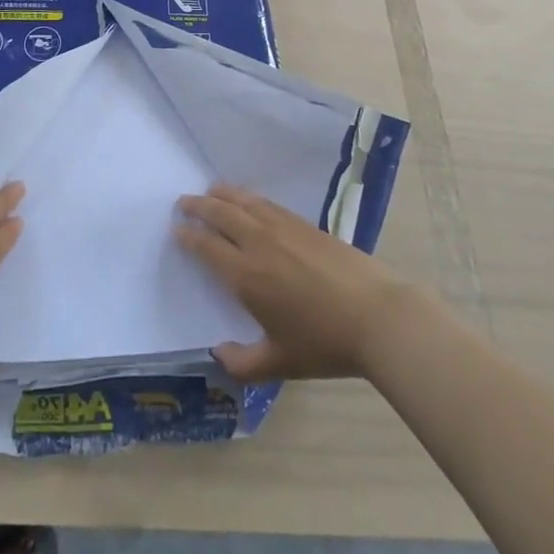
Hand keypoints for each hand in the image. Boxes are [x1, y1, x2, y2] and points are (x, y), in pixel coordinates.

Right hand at [176, 184, 417, 382]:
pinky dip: (250, 197)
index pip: (207, 247)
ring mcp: (284, 229)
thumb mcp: (280, 363)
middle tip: (183, 202)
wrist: (377, 316)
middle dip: (199, 206)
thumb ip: (242, 363)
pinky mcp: (306, 224)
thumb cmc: (325, 344)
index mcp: (247, 276)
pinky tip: (249, 199)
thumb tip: (217, 354)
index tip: (175, 230)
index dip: (188, 237)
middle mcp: (259, 244)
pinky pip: (268, 203)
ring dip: (223, 194)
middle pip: (221, 214)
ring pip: (245, 202)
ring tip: (210, 190)